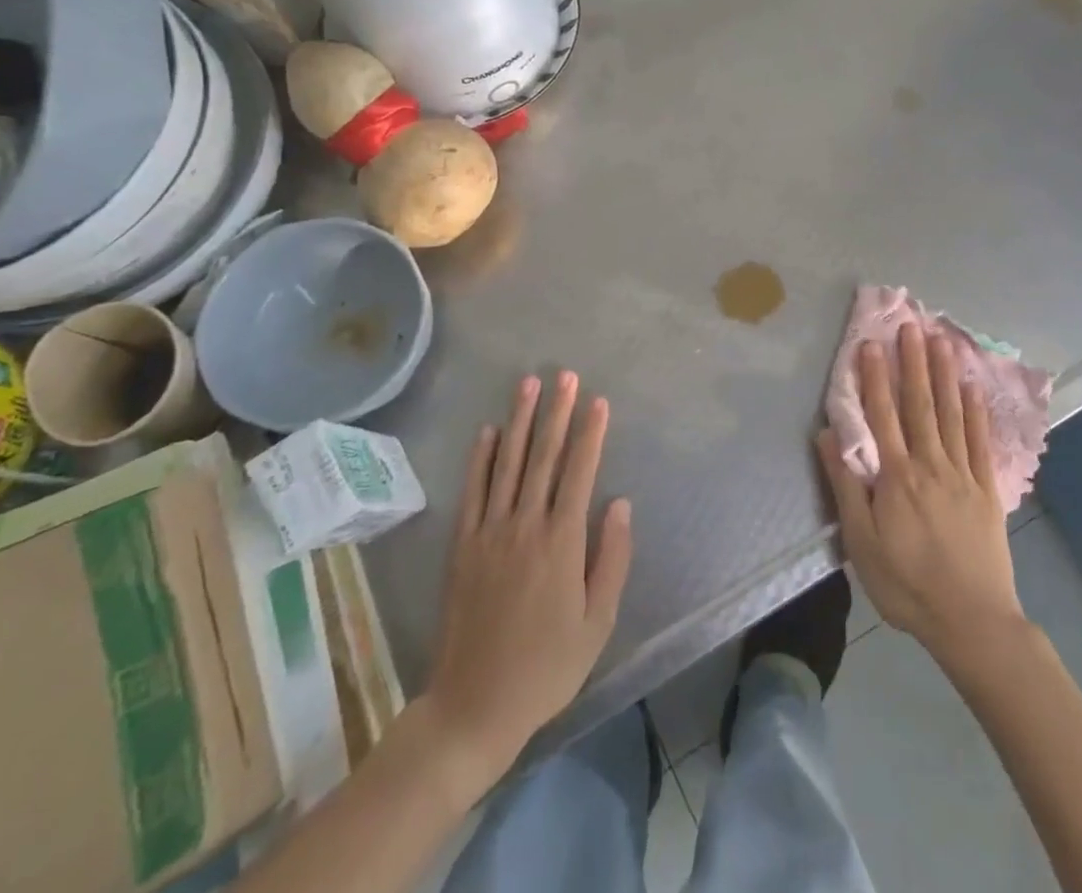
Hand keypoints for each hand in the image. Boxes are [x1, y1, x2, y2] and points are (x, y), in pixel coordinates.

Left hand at [424, 371, 632, 777]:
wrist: (474, 706)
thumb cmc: (546, 667)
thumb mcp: (597, 622)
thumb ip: (611, 558)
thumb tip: (619, 503)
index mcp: (561, 541)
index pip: (579, 472)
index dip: (590, 433)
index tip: (598, 400)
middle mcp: (525, 525)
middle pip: (544, 457)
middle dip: (556, 412)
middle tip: (565, 375)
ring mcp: (489, 532)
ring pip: (508, 464)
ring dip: (519, 421)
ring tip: (528, 384)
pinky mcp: (462, 546)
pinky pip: (472, 491)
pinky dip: (480, 459)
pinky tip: (487, 431)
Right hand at [817, 323, 1025, 664]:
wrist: (972, 621)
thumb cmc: (907, 585)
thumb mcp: (861, 543)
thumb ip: (845, 486)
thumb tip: (827, 435)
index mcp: (897, 477)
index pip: (882, 416)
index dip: (874, 378)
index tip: (870, 344)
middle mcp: (930, 465)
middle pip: (919, 404)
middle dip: (912, 363)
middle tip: (909, 325)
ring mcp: (962, 474)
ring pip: (950, 414)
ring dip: (943, 375)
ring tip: (940, 340)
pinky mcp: (986, 489)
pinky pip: (979, 441)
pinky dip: (975, 412)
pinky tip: (972, 387)